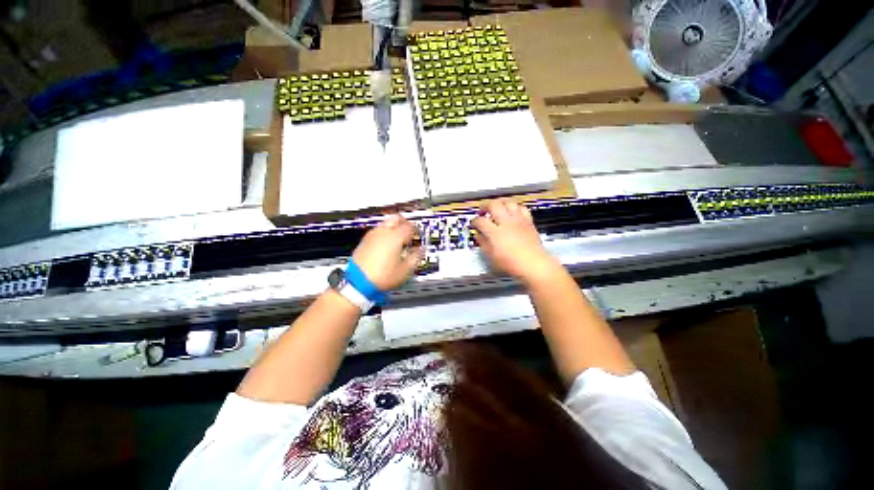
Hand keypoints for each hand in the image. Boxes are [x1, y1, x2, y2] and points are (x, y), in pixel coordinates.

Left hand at [352, 215, 421, 290]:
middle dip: (404, 224)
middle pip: (396, 218)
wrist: (359, 281)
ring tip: (396, 241)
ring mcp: (372, 235)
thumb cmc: (381, 276)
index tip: (417, 238)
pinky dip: (383, 235)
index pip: (410, 226)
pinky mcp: (364, 241)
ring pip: (385, 224)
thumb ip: (415, 258)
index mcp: (396, 236)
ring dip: (392, 228)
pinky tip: (385, 246)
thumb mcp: (405, 270)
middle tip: (408, 233)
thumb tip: (419, 252)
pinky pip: (376, 232)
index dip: (415, 232)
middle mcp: (383, 232)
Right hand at [472, 199, 561, 284]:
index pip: (480, 221)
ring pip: (508, 202)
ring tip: (497, 207)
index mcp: (495, 232)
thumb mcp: (492, 257)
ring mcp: (518, 220)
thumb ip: (483, 244)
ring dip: (500, 203)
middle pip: (493, 205)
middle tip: (483, 210)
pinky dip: (515, 207)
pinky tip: (513, 211)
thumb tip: (479, 236)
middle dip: (485, 206)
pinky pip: (522, 208)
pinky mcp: (528, 221)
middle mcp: (506, 223)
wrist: (534, 264)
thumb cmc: (513, 264)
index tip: (474, 224)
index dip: (474, 221)